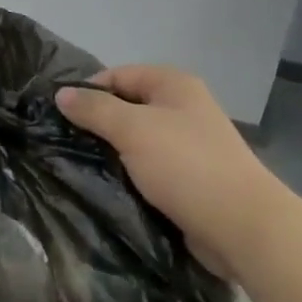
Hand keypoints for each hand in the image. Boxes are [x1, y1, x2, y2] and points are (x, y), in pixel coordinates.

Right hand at [58, 66, 286, 273]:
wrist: (242, 226)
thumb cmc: (186, 165)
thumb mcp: (133, 130)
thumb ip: (95, 109)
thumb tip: (61, 93)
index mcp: (174, 85)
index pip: (119, 75)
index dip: (89, 91)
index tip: (59, 115)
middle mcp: (183, 108)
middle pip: (128, 106)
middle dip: (98, 123)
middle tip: (63, 143)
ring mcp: (189, 144)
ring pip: (137, 140)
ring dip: (113, 152)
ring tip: (78, 166)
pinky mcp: (189, 178)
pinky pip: (150, 167)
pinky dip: (130, 174)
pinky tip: (107, 187)